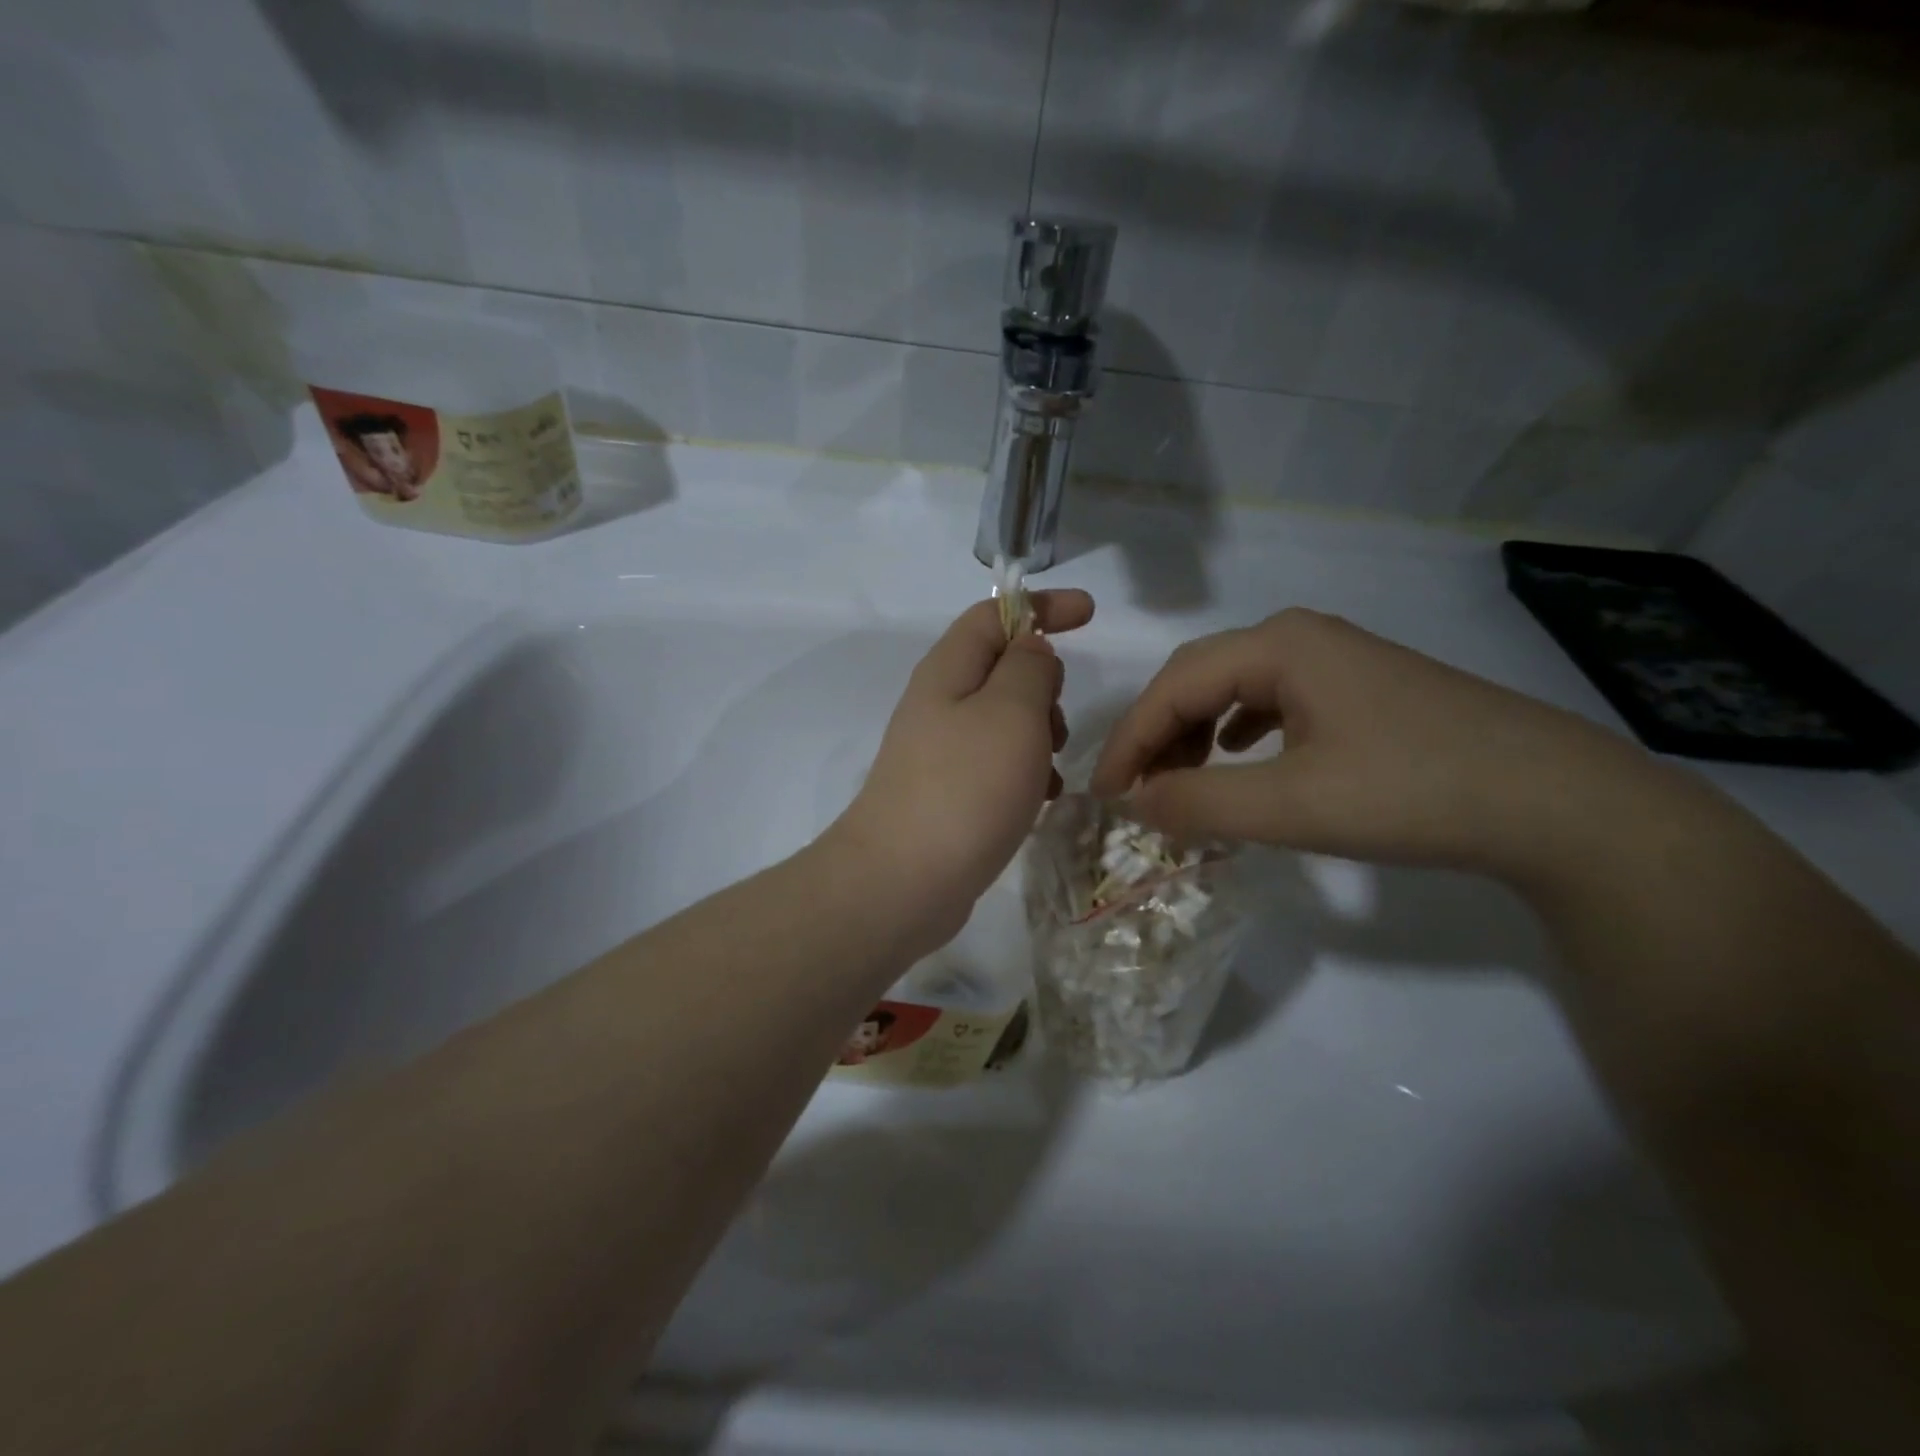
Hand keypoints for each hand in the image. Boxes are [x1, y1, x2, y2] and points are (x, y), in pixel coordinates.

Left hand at [829, 590, 1094, 950]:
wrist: (903, 881)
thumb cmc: (966, 787)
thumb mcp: (1011, 712)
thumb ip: (1029, 668)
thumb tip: (1031, 650)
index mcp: (948, 669)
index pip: (994, 614)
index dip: (1042, 606)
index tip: (1090, 614)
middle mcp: (939, 703)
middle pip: (1001, 667)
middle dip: (1044, 683)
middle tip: (1058, 722)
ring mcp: (940, 750)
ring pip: (1004, 719)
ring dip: (1039, 733)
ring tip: (1052, 768)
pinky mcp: (947, 792)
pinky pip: (996, 763)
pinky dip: (1025, 770)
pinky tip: (1040, 800)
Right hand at [1090, 607, 1653, 878]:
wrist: (1560, 803)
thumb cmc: (1414, 792)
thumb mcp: (1292, 806)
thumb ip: (1200, 803)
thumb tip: (1136, 804)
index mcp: (1278, 646)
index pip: (1172, 687)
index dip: (1129, 741)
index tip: (1104, 795)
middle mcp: (1301, 636)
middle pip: (1198, 677)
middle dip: (1157, 733)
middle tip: (1137, 790)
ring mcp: (1336, 659)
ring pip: (1234, 687)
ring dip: (1194, 731)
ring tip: (1180, 779)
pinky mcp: (1362, 688)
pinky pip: (1273, 699)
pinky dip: (1237, 729)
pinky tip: (1240, 755)